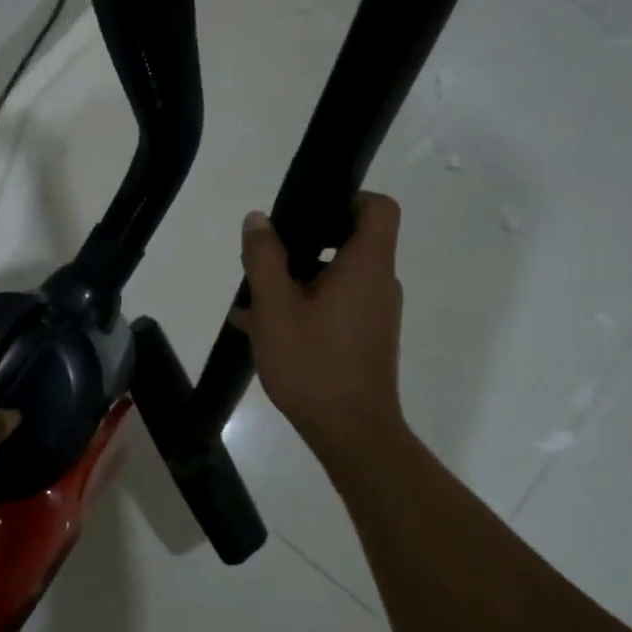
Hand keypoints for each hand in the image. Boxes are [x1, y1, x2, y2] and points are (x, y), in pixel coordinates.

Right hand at [229, 194, 406, 466]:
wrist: (351, 433)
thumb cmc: (313, 364)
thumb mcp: (275, 308)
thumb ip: (264, 258)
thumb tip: (258, 219)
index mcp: (366, 266)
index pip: (378, 207)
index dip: (347, 198)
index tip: (308, 211)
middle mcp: (379, 284)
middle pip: (351, 242)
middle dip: (304, 244)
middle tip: (265, 259)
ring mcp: (375, 314)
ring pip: (337, 278)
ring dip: (297, 280)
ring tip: (252, 302)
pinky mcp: (366, 339)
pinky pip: (336, 306)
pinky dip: (306, 306)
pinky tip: (264, 329)